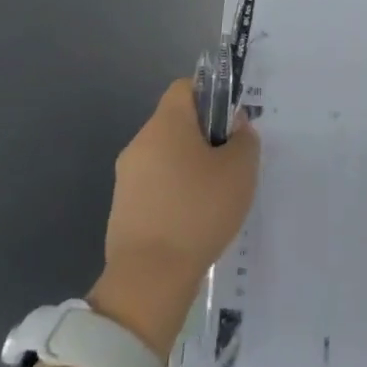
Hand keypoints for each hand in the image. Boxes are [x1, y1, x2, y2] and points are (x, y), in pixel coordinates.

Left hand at [88, 79, 260, 358]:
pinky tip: (193, 220)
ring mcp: (126, 177)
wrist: (149, 279)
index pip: (185, 87)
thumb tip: (234, 127)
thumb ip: (244, 139)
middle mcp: (140, 142)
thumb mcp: (240, 170)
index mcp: (166, 124)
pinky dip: (174, 193)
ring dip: (189, 166)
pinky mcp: (122, 208)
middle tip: (230, 163)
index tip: (230, 123)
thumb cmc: (198, 211)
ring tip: (214, 196)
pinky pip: (155, 185)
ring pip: (165, 155)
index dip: (211, 96)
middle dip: (204, 136)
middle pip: (176, 122)